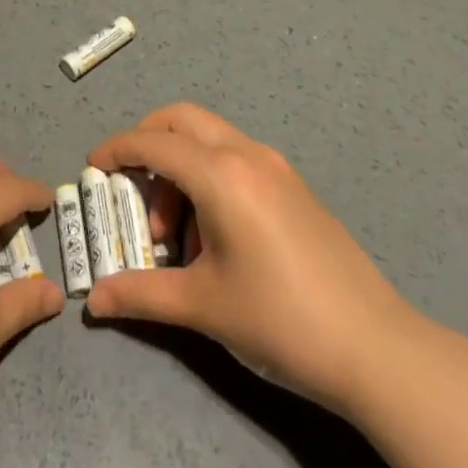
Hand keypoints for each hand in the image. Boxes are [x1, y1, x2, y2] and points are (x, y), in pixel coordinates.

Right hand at [86, 103, 417, 415]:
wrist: (376, 348)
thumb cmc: (280, 320)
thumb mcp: (203, 307)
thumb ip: (141, 294)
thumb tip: (93, 302)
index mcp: (221, 175)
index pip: (153, 143)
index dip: (116, 150)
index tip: (91, 167)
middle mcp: (247, 155)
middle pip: (181, 119)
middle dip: (146, 141)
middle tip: (129, 185)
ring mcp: (276, 167)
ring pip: (210, 139)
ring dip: (180, 168)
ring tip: (175, 238)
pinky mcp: (294, 186)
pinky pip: (236, 159)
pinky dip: (209, 177)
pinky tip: (213, 237)